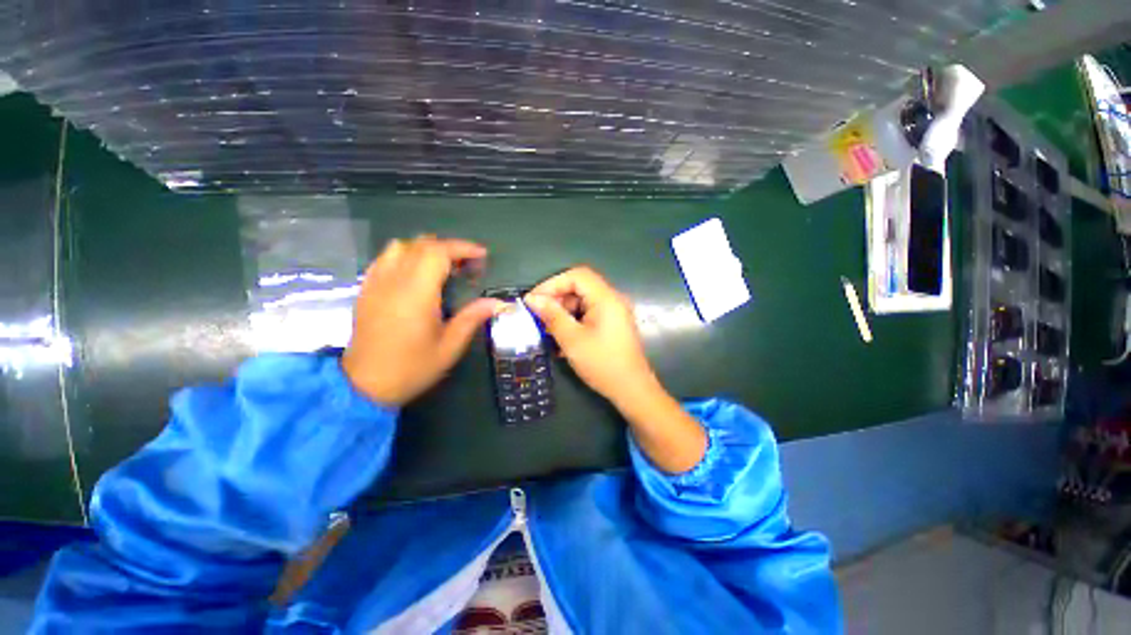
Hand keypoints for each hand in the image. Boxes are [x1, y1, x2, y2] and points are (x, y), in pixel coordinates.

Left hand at [342, 236, 501, 405]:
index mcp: (417, 293)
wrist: (365, 385)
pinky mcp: (366, 290)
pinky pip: (384, 259)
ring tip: (442, 266)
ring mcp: (376, 283)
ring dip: (425, 249)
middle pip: (420, 245)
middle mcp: (394, 280)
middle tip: (467, 264)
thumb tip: (499, 303)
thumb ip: (473, 318)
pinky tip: (415, 274)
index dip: (462, 248)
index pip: (438, 252)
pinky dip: (404, 256)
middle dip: (448, 248)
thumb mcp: (450, 346)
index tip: (481, 255)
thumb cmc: (412, 367)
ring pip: (399, 247)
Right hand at [523, 267, 654, 407]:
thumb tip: (532, 299)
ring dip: (563, 311)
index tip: (534, 300)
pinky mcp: (612, 324)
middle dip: (557, 298)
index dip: (552, 283)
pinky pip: (589, 314)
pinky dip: (573, 320)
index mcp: (606, 298)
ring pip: (583, 301)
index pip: (576, 276)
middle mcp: (612, 299)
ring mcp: (614, 312)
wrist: (631, 389)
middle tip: (538, 315)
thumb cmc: (602, 363)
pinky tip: (561, 336)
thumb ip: (552, 315)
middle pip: (580, 287)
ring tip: (547, 328)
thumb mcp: (572, 339)